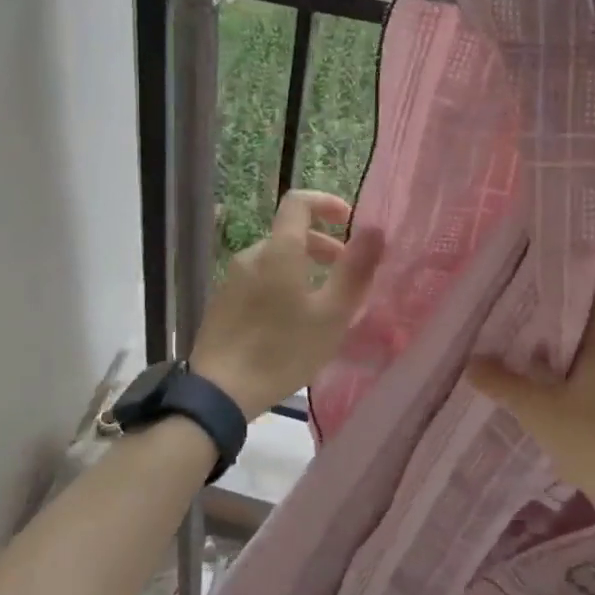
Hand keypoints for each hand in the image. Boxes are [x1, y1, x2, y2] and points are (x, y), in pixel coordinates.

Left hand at [189, 190, 383, 420]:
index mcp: (279, 251)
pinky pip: (259, 279)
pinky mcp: (222, 301)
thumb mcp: (331, 315)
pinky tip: (291, 321)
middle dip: (322, 245)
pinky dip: (282, 284)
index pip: (298, 203)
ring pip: (274, 259)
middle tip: (346, 273)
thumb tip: (375, 230)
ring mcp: (232, 279)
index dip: (326, 202)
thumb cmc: (283, 351)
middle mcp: (251, 255)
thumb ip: (355, 270)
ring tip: (323, 302)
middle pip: (289, 234)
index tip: (348, 220)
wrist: (219, 391)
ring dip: (303, 268)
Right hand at [466, 299, 594, 521]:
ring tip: (550, 386)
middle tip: (531, 350)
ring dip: (583, 373)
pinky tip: (582, 419)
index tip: (536, 312)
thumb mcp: (540, 414)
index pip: (593, 303)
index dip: (565, 303)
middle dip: (566, 342)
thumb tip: (472, 362)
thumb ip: (505, 385)